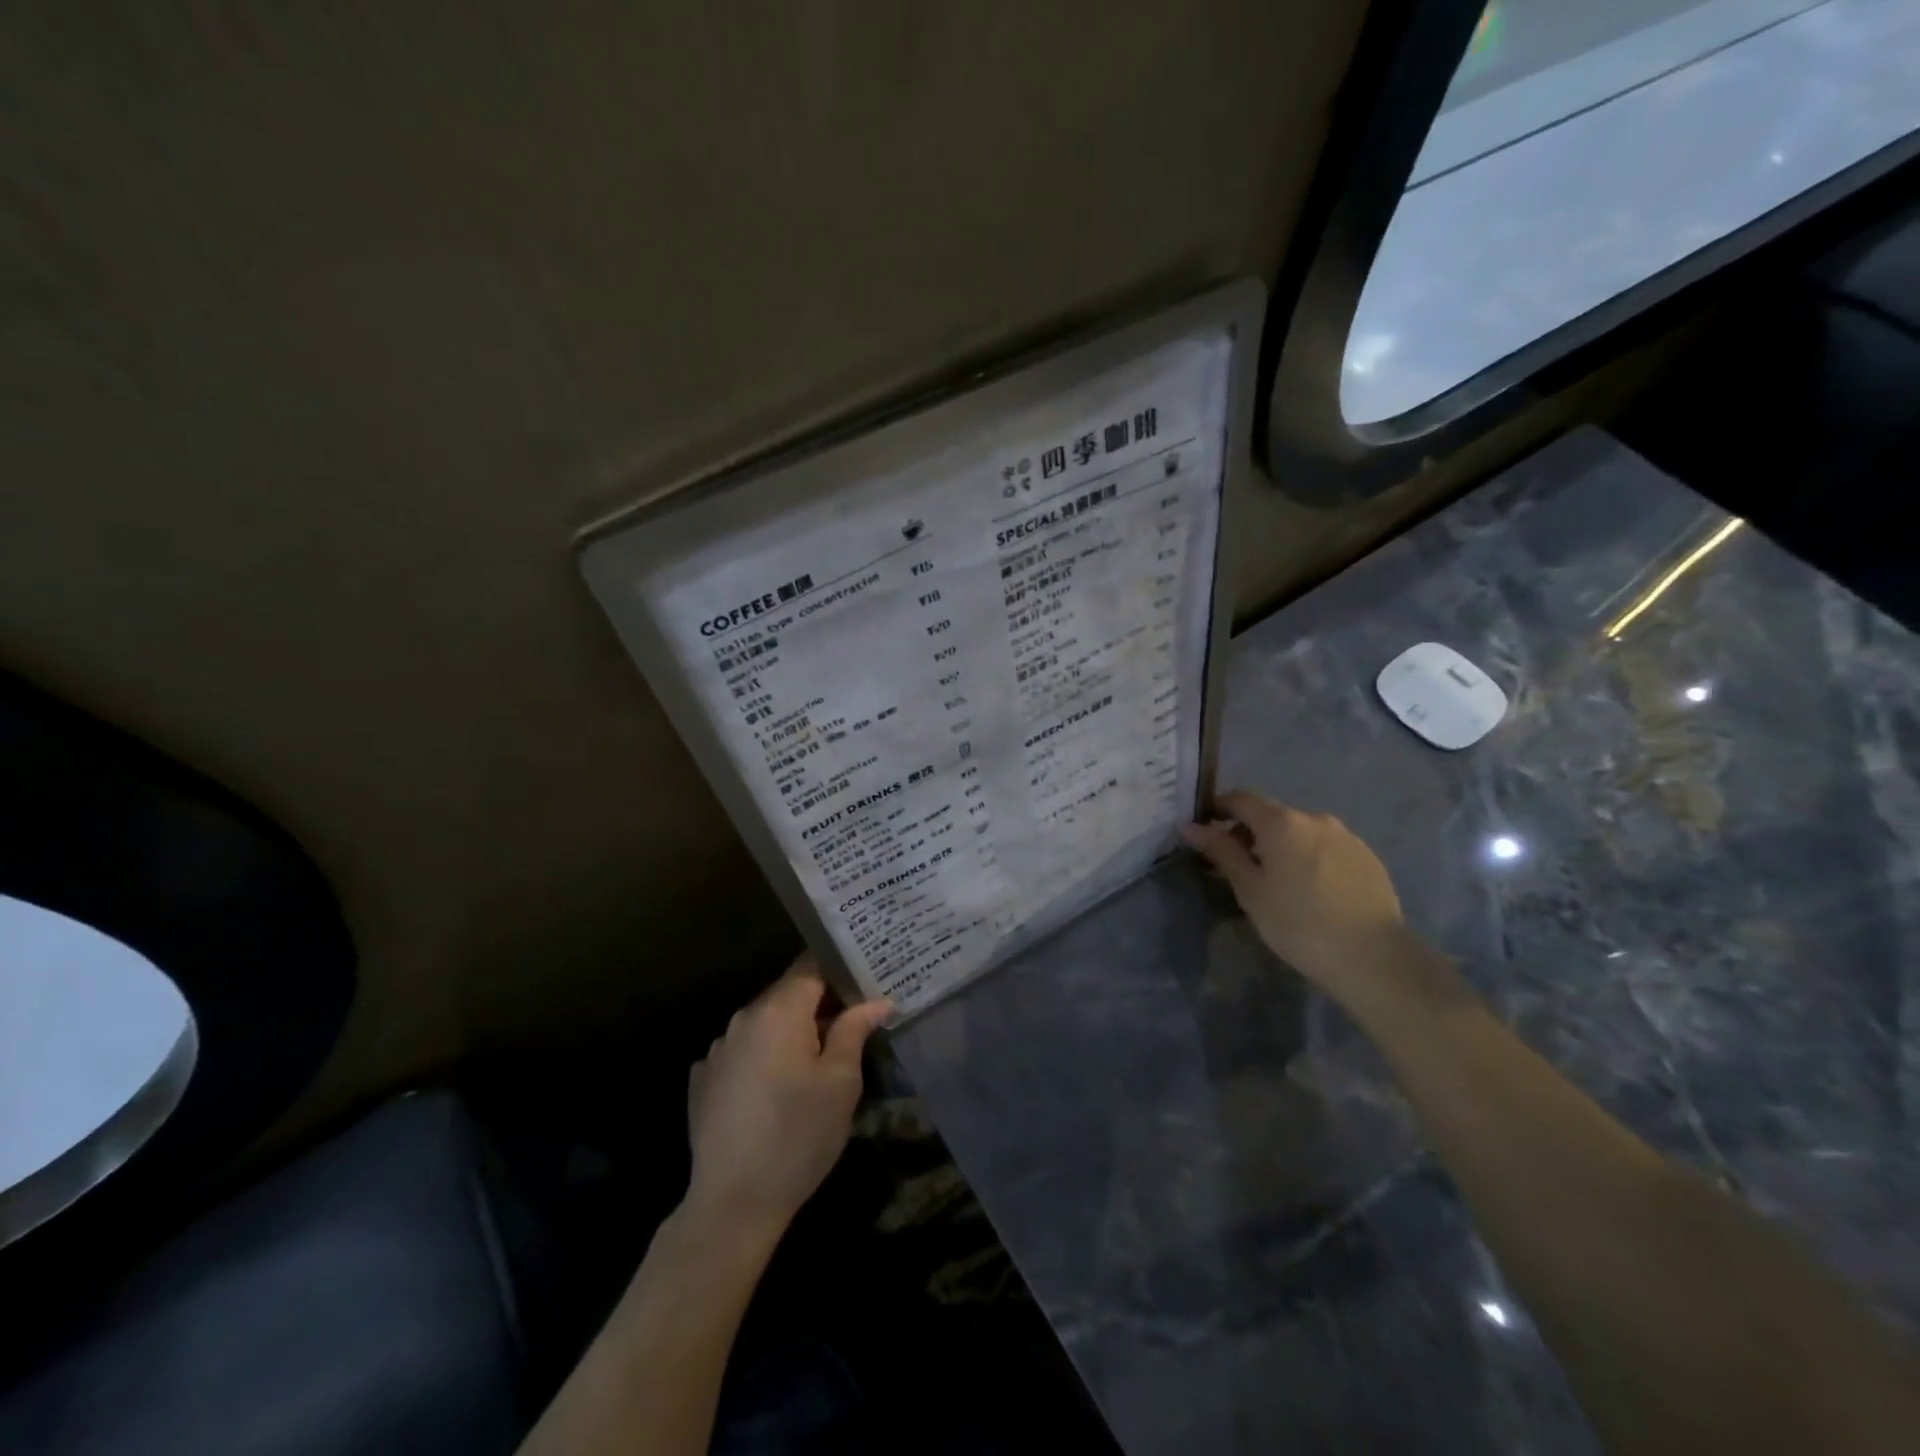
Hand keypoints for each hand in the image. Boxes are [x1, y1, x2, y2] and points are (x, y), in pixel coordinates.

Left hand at [684, 956, 890, 1242]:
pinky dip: (763, 1056)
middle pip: (788, 993)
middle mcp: (744, 1018)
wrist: (732, 1204)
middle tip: (852, 1020)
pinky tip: (777, 1087)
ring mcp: (718, 1049)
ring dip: (791, 1031)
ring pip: (765, 1023)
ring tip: (817, 1057)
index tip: (864, 977)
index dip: (839, 967)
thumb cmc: (798, 1135)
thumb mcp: (841, 1082)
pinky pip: (743, 1051)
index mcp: (779, 1010)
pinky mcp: (704, 1079)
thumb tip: (876, 1001)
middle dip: (819, 1002)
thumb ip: (855, 1030)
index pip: (811, 964)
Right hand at [1181, 790, 1406, 998]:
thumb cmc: (1298, 923)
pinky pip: (1327, 848)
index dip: (1218, 808)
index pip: (1240, 798)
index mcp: (1281, 822)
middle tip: (1239, 868)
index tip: (1205, 831)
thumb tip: (1191, 826)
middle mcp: (1315, 818)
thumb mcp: (1250, 890)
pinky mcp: (1368, 857)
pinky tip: (1312, 892)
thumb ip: (1221, 852)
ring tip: (1278, 884)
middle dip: (1250, 834)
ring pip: (1301, 833)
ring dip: (1282, 847)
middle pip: (1272, 815)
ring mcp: (1346, 836)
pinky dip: (1310, 859)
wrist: (1373, 957)